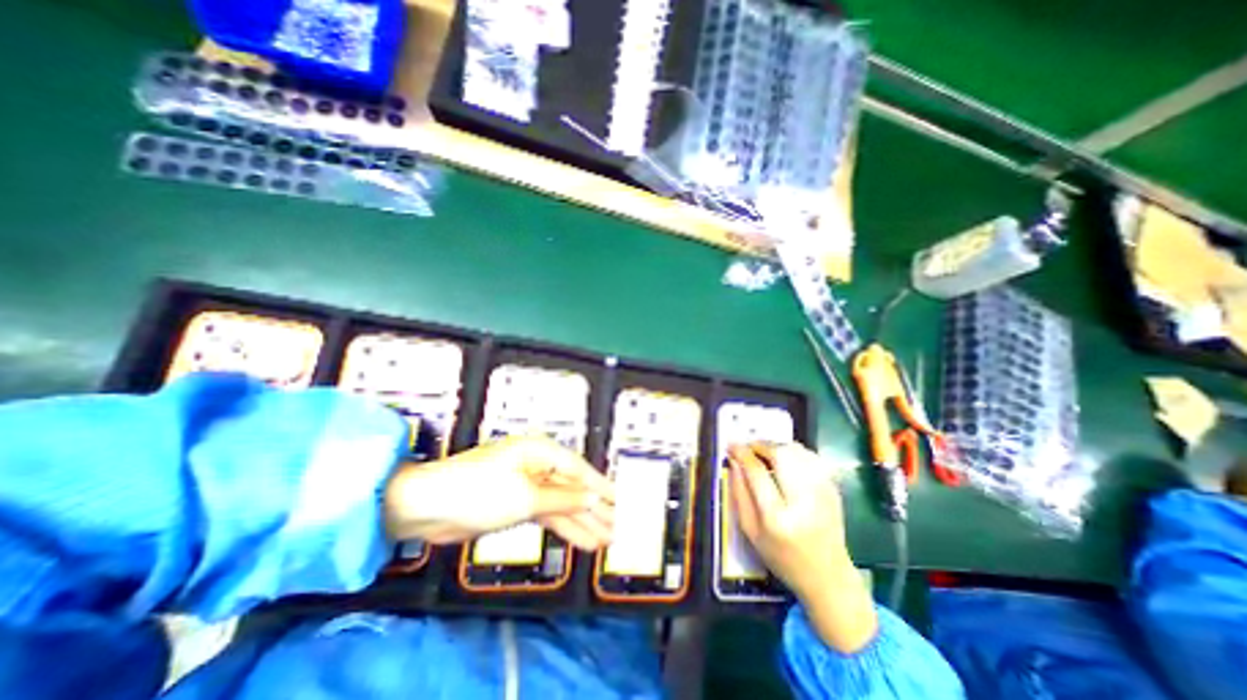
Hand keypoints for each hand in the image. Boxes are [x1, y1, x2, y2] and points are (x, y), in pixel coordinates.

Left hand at [379, 432, 612, 552]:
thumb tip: (592, 499)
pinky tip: (582, 540)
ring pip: (563, 505)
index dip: (601, 486)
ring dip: (583, 522)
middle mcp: (537, 465)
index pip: (579, 469)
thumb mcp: (526, 496)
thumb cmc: (477, 490)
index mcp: (540, 451)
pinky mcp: (517, 504)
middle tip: (617, 525)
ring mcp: (527, 486)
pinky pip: (548, 515)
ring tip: (606, 538)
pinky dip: (564, 528)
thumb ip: (563, 499)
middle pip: (573, 488)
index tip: (620, 500)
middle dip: (595, 508)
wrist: (426, 508)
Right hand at [734, 444, 874, 651]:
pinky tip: (785, 460)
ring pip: (797, 452)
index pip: (757, 472)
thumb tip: (734, 462)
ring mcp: (822, 493)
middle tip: (749, 447)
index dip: (742, 453)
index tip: (731, 445)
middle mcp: (803, 501)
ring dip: (777, 446)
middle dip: (761, 445)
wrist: (828, 576)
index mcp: (777, 517)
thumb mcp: (750, 531)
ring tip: (765, 452)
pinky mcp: (834, 489)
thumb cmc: (782, 557)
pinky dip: (794, 452)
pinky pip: (811, 458)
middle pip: (780, 455)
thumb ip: (739, 494)